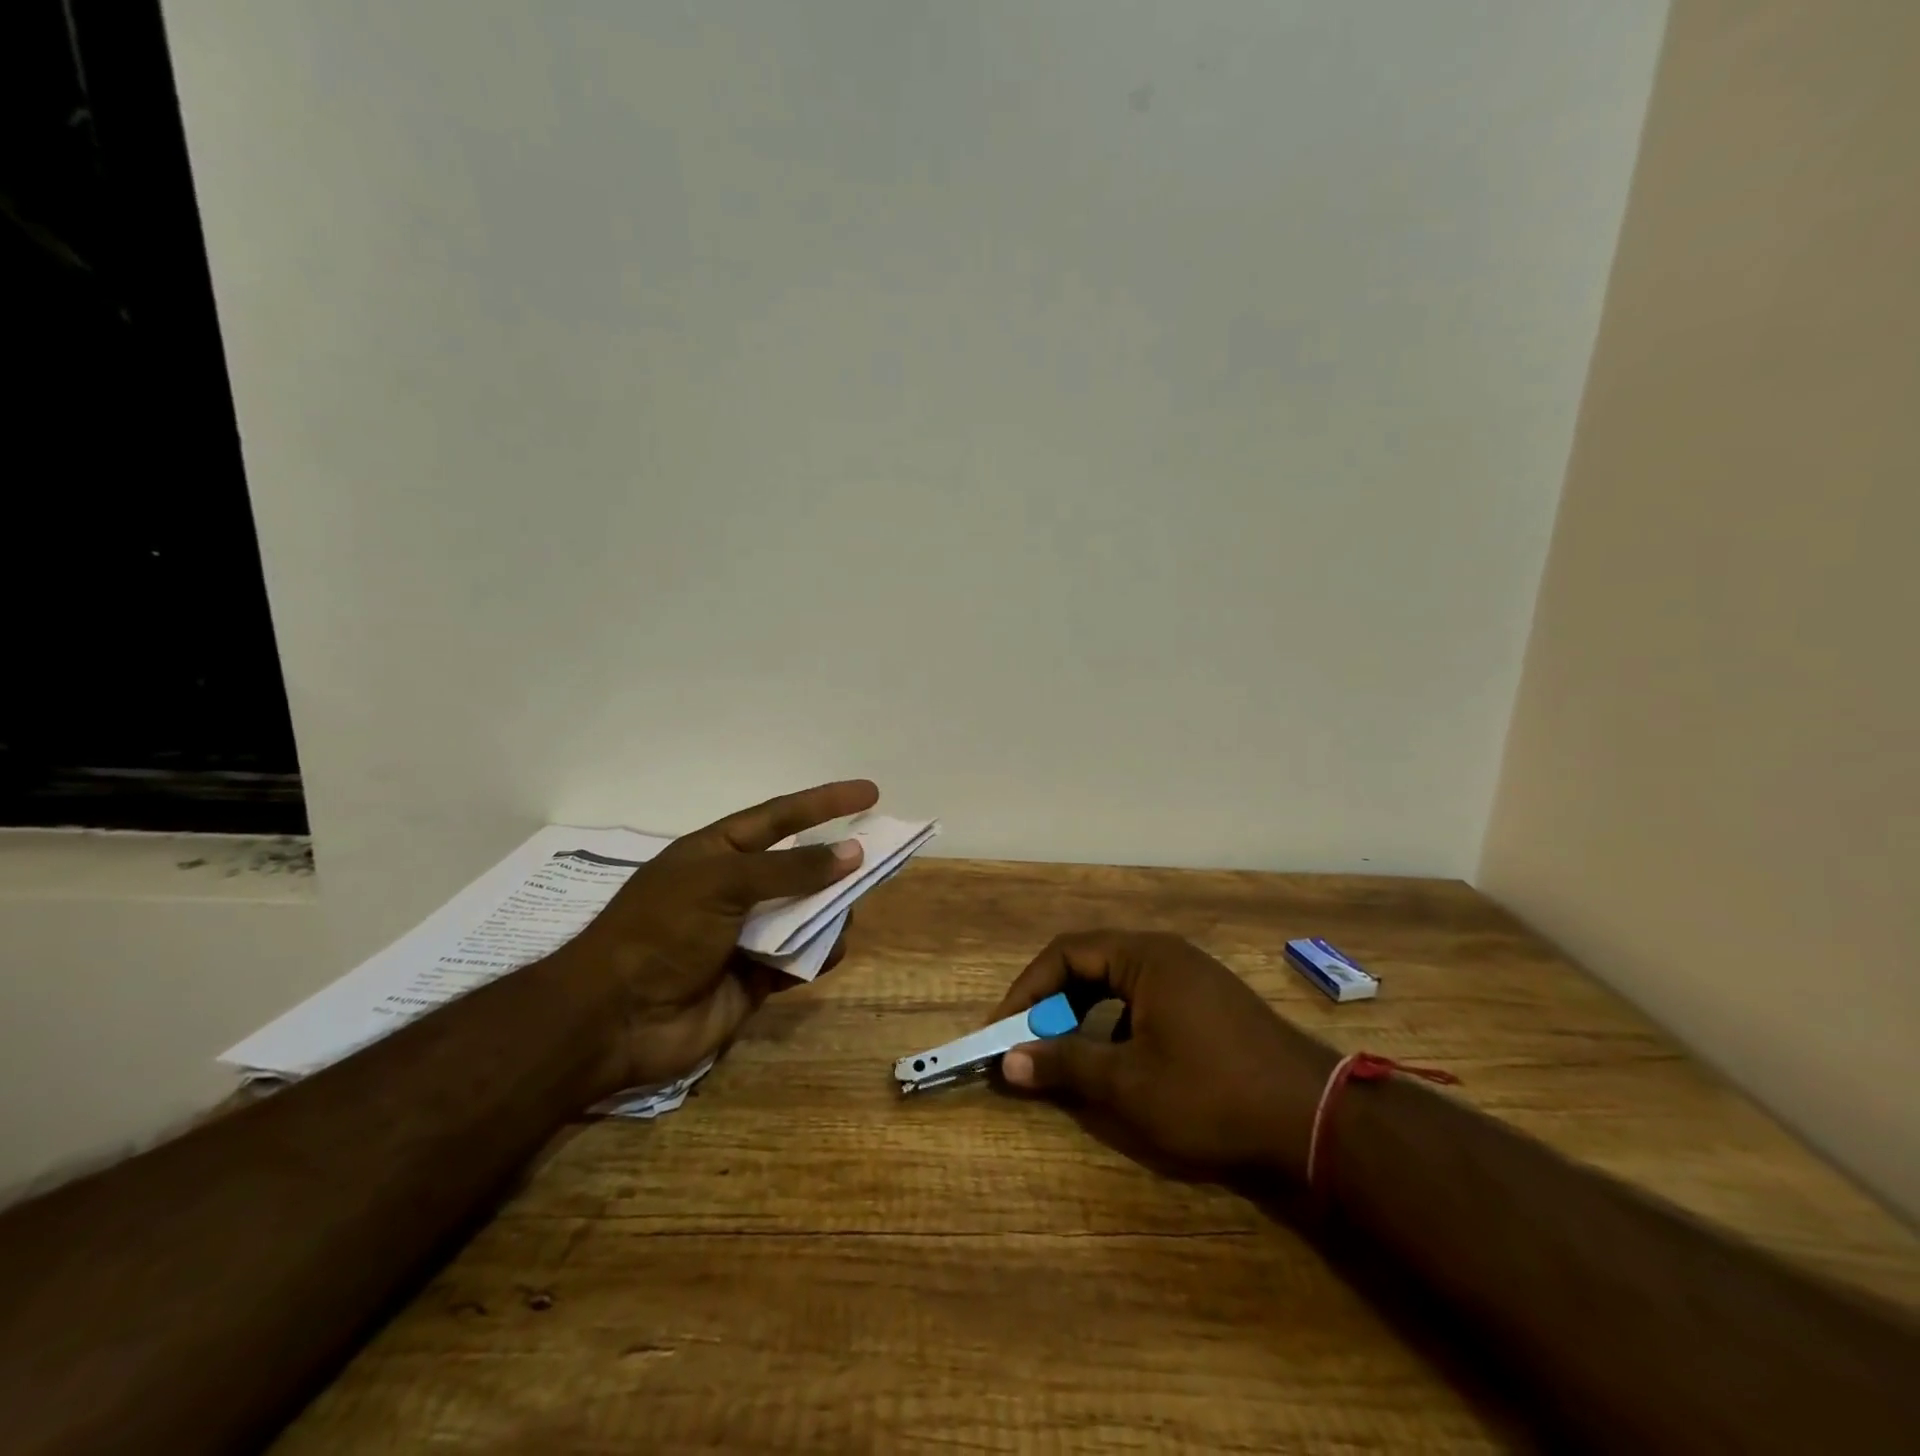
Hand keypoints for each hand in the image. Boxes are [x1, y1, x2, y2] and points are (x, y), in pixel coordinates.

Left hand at [554, 779, 878, 1093]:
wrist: (614, 1019)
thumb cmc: (662, 931)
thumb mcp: (723, 883)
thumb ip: (791, 870)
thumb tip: (853, 853)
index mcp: (718, 853)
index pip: (781, 817)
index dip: (825, 803)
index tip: (870, 793)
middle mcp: (735, 889)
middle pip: (801, 867)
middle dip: (836, 864)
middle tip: (878, 861)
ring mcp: (745, 935)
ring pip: (807, 915)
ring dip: (829, 913)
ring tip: (839, 917)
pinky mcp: (755, 978)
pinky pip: (800, 959)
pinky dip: (816, 955)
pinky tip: (822, 955)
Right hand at [990, 930, 1336, 1180]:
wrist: (1318, 1120)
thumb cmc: (1213, 1094)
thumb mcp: (1129, 1084)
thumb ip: (1065, 1065)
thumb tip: (1008, 1061)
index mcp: (1144, 956)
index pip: (1065, 953)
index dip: (1027, 990)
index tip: (1002, 1029)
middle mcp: (1166, 954)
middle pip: (1090, 963)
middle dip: (1052, 1003)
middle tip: (1029, 1043)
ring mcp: (1192, 976)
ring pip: (1117, 984)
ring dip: (1083, 1015)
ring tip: (1067, 1056)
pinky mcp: (1209, 1003)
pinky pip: (1145, 999)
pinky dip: (1117, 1025)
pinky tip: (1119, 1064)